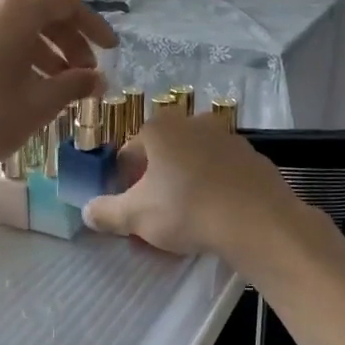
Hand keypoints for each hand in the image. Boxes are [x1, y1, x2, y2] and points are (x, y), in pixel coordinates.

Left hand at [0, 0, 117, 187]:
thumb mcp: (38, 105)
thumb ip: (74, 85)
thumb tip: (98, 79)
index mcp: (15, 13)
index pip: (67, 7)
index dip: (95, 28)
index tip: (112, 51)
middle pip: (43, 17)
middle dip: (71, 45)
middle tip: (86, 76)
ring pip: (19, 31)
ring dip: (47, 54)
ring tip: (61, 88)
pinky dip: (21, 59)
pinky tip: (29, 90)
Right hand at [82, 112, 303, 260]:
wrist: (258, 221)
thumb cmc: (187, 209)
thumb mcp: (136, 217)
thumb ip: (107, 212)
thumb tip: (86, 211)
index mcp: (159, 129)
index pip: (129, 153)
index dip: (124, 182)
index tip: (129, 208)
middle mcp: (192, 123)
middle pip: (163, 155)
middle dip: (156, 182)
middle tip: (157, 216)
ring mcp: (227, 137)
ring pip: (194, 162)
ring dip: (186, 184)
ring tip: (188, 220)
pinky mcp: (253, 157)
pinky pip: (223, 173)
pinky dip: (215, 188)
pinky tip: (217, 215)